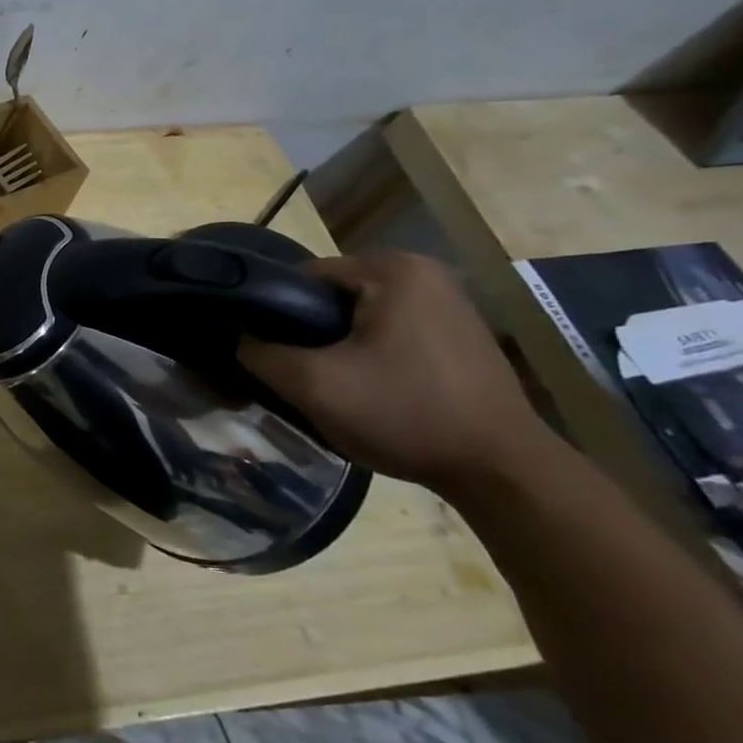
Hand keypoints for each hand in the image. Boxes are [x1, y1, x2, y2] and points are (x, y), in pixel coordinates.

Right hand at [237, 251, 552, 492]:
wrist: (503, 473)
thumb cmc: (405, 414)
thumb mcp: (312, 385)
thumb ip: (260, 352)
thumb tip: (239, 338)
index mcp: (392, 269)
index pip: (302, 278)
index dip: (274, 314)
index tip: (267, 351)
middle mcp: (425, 273)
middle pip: (332, 297)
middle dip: (309, 332)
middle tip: (298, 373)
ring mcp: (449, 304)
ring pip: (360, 316)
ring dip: (338, 345)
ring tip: (330, 384)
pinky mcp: (461, 335)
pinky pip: (391, 331)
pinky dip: (371, 354)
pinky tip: (370, 389)